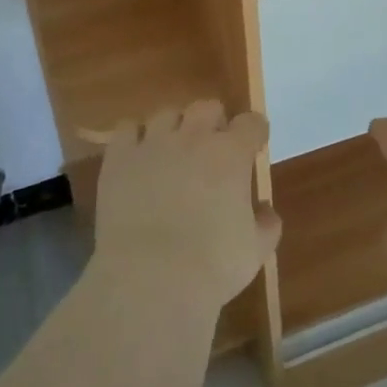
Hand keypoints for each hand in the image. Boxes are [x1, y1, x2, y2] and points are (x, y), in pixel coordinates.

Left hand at [94, 99, 281, 309]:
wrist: (150, 279)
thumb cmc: (212, 266)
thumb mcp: (254, 251)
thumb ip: (266, 225)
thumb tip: (265, 211)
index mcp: (231, 154)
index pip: (251, 123)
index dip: (254, 132)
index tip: (253, 145)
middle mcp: (194, 137)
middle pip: (207, 107)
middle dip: (213, 122)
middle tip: (211, 149)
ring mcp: (154, 143)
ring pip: (166, 114)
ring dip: (174, 128)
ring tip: (172, 151)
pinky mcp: (120, 158)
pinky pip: (126, 129)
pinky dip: (135, 137)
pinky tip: (138, 156)